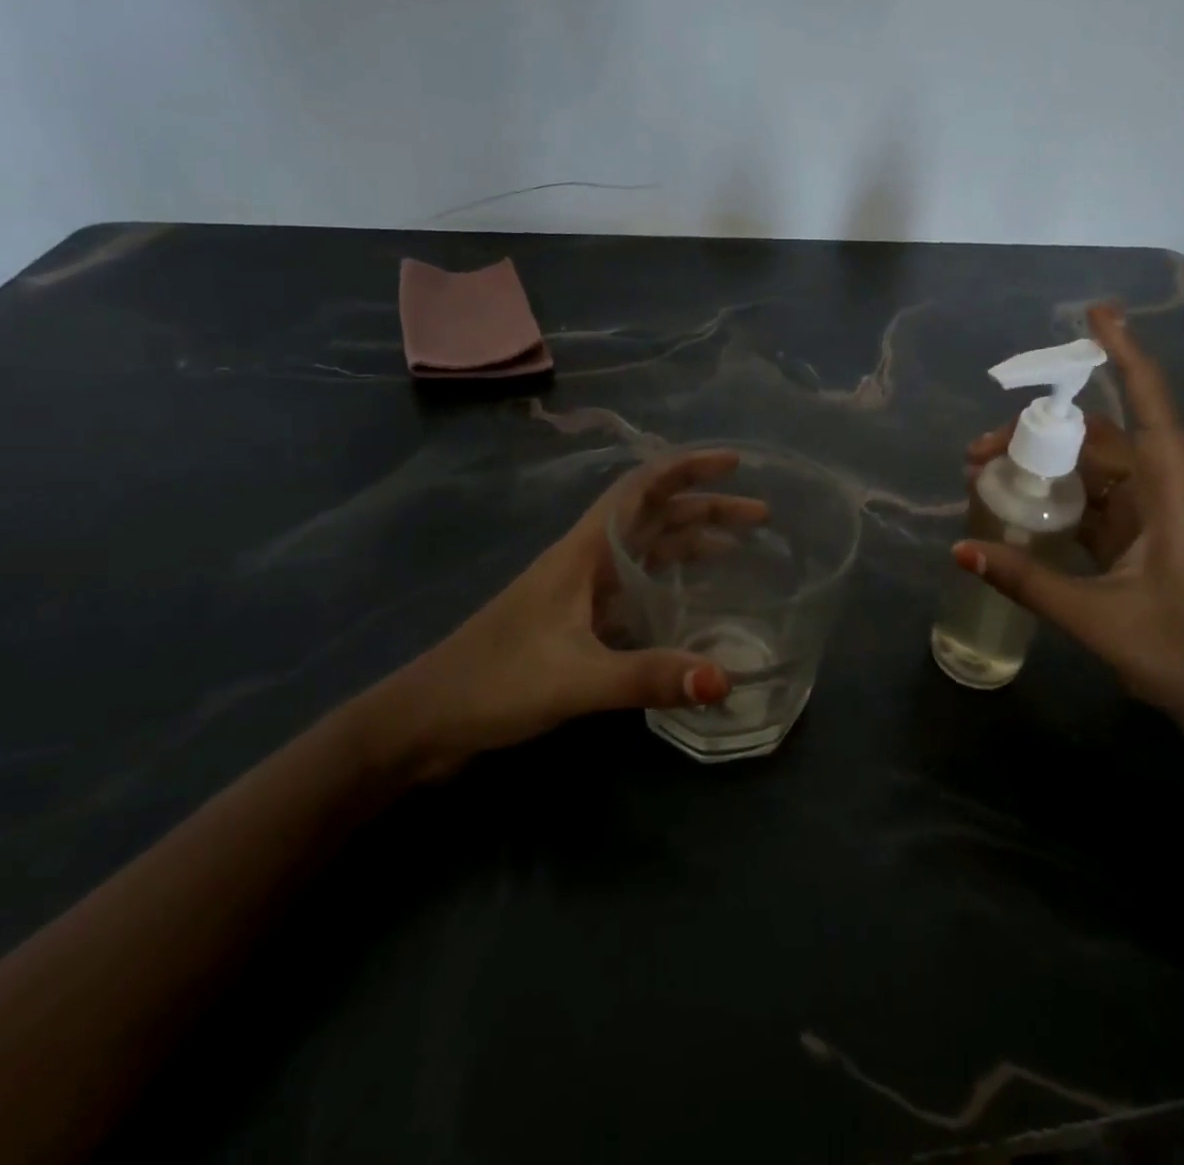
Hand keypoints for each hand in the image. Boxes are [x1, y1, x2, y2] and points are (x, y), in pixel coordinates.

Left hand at [360, 451, 762, 779]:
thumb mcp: (574, 679)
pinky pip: (636, 586)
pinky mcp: (577, 622)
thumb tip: (725, 678)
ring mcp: (580, 591)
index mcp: (582, 552)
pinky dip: (670, 580)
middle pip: (653, 516)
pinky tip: (693, 598)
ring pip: (646, 550)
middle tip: (759, 514)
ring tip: (738, 547)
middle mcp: (585, 561)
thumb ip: (648, 677)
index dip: (686, 468)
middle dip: (705, 507)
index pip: (640, 489)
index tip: (734, 463)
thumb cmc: (493, 683)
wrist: (425, 720)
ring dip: (690, 541)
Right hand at [953, 305, 1183, 736]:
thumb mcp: (1096, 617)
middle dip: (1040, 430)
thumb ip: (1026, 581)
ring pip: (1089, 469)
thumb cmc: (1181, 655)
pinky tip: (1015, 500)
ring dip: (1042, 462)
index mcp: (1169, 497)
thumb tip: (958, 548)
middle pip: (1100, 439)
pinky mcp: (1132, 542)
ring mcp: (1146, 518)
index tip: (1097, 315)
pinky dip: (1051, 495)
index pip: (1149, 410)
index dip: (1126, 357)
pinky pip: (1087, 501)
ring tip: (984, 470)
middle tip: (978, 449)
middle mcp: (1159, 495)